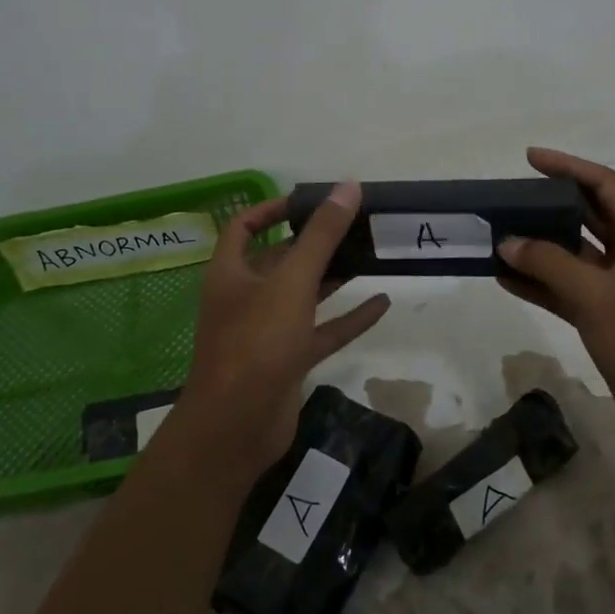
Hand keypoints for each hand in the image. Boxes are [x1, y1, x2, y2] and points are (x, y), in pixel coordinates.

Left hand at [175, 182, 389, 478]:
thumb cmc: (257, 342)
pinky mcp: (288, 361)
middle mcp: (246, 297)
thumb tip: (347, 186)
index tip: (310, 201)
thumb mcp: (291, 281)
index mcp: (231, 272)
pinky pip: (322, 331)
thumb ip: (321, 235)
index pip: (245, 227)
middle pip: (280, 260)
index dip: (272, 209)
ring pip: (304, 295)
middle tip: (355, 225)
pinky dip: (349, 318)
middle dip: (314, 243)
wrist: (237, 427)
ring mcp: (267, 331)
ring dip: (334, 277)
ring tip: (371, 255)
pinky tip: (382, 303)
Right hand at [496, 147, 614, 455]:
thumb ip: (550, 264)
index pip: (604, 185)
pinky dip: (540, 285)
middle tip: (508, 199)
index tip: (530, 158)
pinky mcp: (608, 319)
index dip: (568, 167)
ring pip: (573, 256)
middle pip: (587, 216)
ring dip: (538, 248)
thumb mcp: (598, 296)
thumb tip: (509, 243)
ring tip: (497, 238)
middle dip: (548, 206)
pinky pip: (567, 290)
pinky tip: (505, 280)